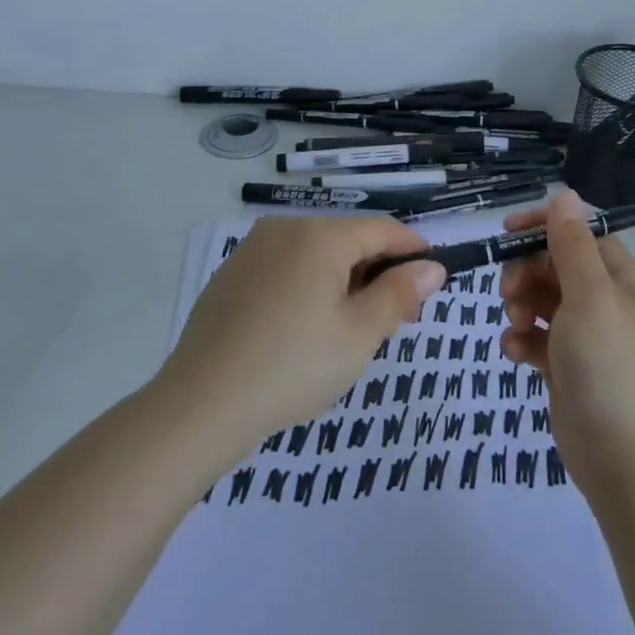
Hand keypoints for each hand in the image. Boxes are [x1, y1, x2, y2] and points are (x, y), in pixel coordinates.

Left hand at [160, 216, 446, 449]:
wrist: (200, 405)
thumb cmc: (292, 366)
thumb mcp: (359, 334)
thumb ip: (399, 294)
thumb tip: (431, 267)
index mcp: (319, 235)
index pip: (382, 229)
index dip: (413, 251)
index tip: (433, 282)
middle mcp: (284, 229)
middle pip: (348, 240)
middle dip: (378, 273)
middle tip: (396, 321)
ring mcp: (252, 251)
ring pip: (316, 255)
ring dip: (344, 282)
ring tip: (353, 330)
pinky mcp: (231, 276)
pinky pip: (285, 269)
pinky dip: (309, 288)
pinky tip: (306, 331)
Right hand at [500, 189, 634, 498]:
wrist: (627, 462)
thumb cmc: (610, 366)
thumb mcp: (590, 296)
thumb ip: (572, 244)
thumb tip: (565, 193)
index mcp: (621, 279)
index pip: (580, 234)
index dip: (544, 227)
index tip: (507, 231)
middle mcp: (606, 302)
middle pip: (556, 265)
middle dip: (526, 271)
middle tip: (508, 291)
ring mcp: (587, 338)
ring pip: (542, 300)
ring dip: (521, 304)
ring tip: (515, 324)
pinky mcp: (568, 369)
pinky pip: (538, 339)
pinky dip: (522, 340)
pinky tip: (515, 354)